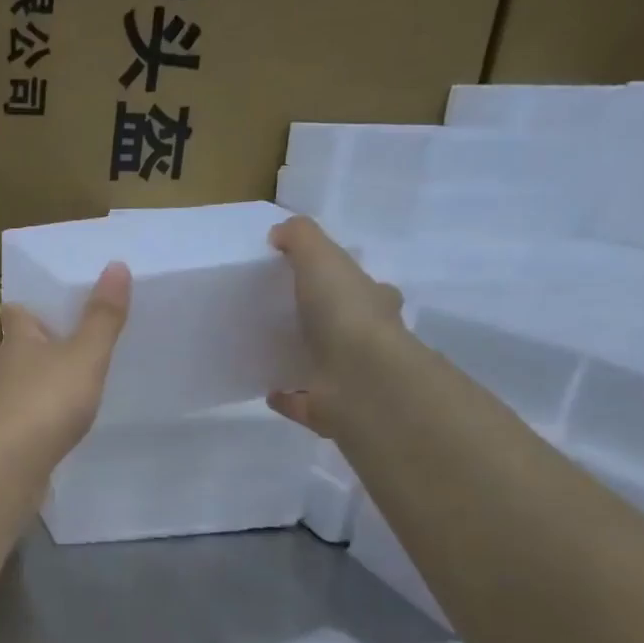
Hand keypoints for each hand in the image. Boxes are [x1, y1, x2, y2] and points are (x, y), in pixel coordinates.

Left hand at [0, 262, 130, 467]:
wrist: (14, 461)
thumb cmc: (48, 398)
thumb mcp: (85, 354)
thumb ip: (102, 316)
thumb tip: (116, 265)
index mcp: (17, 340)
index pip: (13, 312)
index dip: (26, 305)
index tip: (44, 303)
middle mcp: (4, 367)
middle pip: (17, 346)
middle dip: (37, 342)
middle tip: (67, 339)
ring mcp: (3, 403)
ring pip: (21, 380)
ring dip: (40, 377)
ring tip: (70, 378)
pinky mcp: (9, 434)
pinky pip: (28, 413)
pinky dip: (42, 411)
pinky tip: (61, 419)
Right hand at [266, 216, 404, 437]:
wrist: (359, 379)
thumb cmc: (345, 313)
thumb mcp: (322, 259)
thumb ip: (301, 239)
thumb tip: (280, 231)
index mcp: (374, 306)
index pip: (367, 290)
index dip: (347, 284)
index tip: (320, 282)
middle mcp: (369, 343)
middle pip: (348, 329)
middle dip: (327, 324)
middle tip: (291, 319)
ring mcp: (351, 380)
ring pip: (326, 366)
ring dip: (305, 360)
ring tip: (271, 353)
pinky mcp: (329, 411)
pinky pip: (303, 403)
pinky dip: (287, 398)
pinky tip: (268, 391)